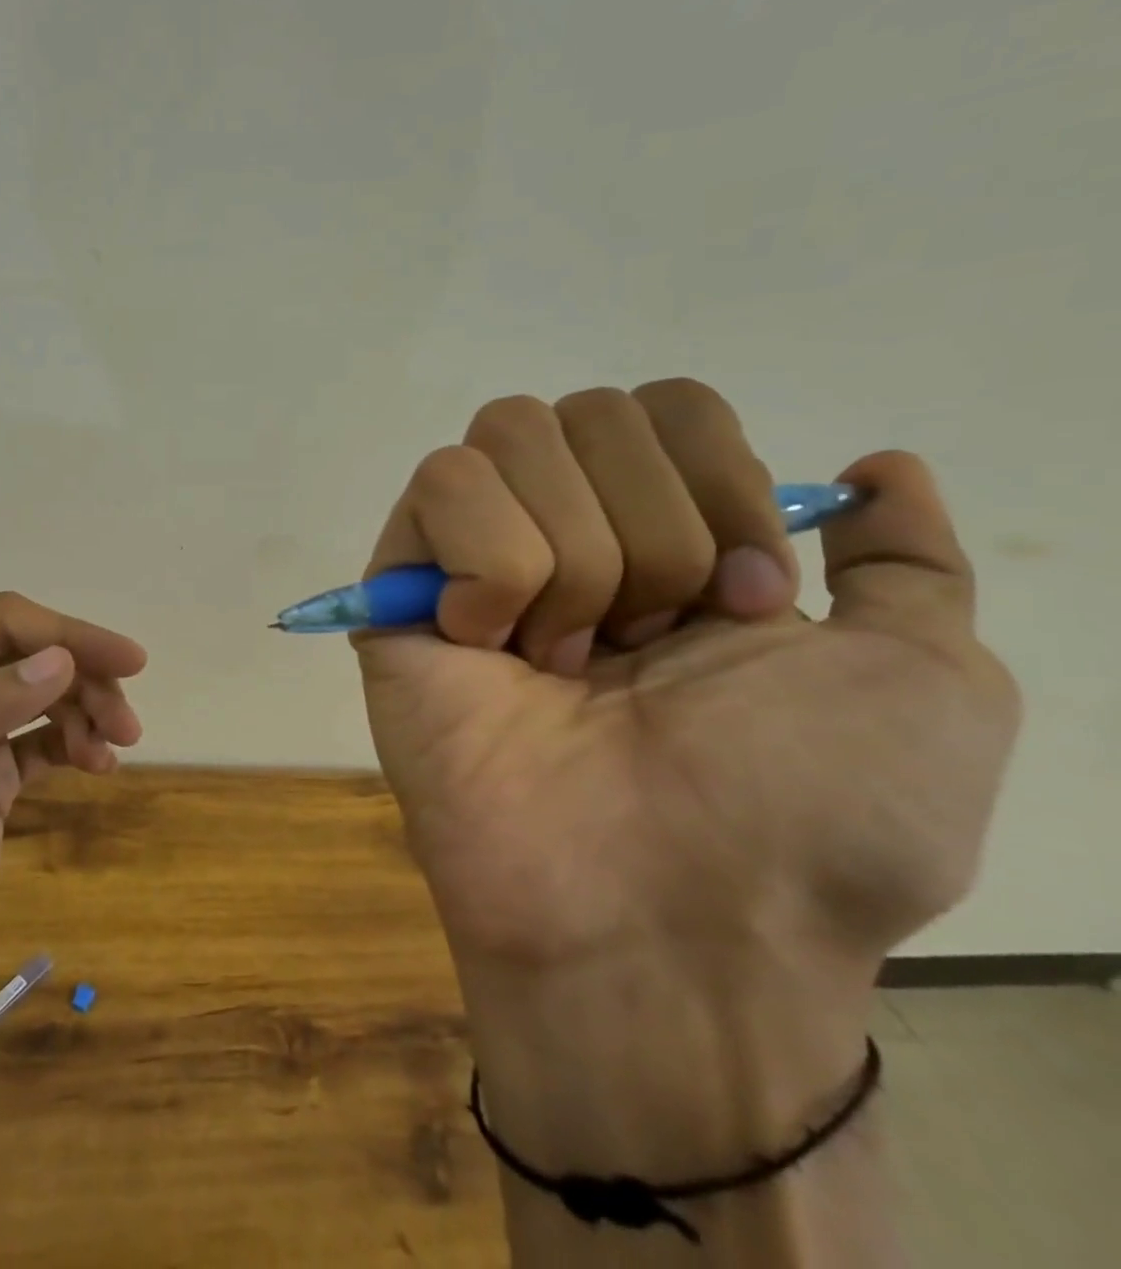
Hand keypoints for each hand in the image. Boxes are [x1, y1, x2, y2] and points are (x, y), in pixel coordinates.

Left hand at [0, 592, 145, 1024]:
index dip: (67, 634)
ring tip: (116, 747)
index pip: (0, 623)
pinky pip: (47, 732)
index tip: (129, 663)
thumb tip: (59, 661)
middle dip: (85, 675)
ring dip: (88, 708)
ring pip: (45, 688)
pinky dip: (78, 739)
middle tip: (128, 725)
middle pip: (30, 651)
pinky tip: (99, 765)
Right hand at [355, 381, 1018, 1175]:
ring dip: (573, 556)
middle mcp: (562, 530)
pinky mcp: (396, 585)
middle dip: (648, 529)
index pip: (668, 404)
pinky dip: (492, 566)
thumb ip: (907, 563)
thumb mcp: (920, 682)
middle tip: (646, 645)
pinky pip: (440, 488)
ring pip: (509, 437)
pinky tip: (489, 648)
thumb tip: (876, 463)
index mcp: (667, 538)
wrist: (661, 913)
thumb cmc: (802, 813)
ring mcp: (469, 555)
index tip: (743, 604)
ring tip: (565, 661)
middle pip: (587, 409)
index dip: (721, 483)